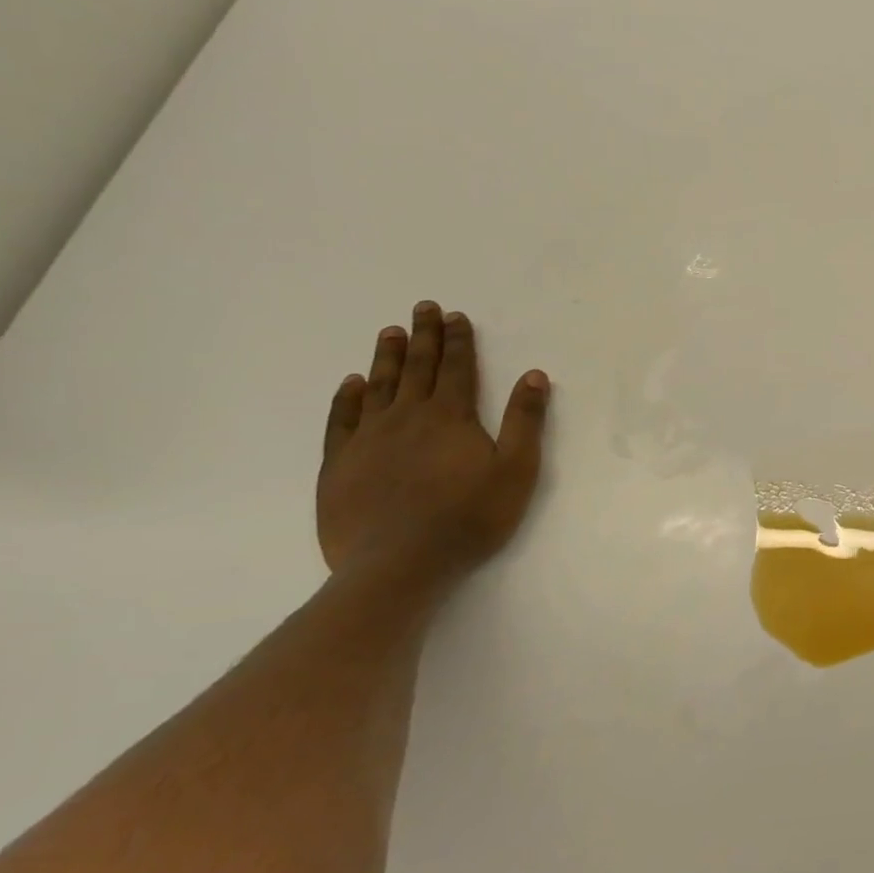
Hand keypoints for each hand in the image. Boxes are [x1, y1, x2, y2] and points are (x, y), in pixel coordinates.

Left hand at [317, 301, 550, 578]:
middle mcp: (407, 417)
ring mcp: (368, 439)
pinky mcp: (339, 465)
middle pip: (418, 368)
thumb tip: (533, 375)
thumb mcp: (516, 469)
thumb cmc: (469, 517)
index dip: (458, 340)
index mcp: (451, 416)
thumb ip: (525, 421)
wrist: (398, 565)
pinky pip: (341, 420)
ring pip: (379, 386)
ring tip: (390, 333)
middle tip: (423, 307)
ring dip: (388, 358)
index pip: (457, 368)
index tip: (455, 315)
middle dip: (424, 336)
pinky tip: (350, 384)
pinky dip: (346, 398)